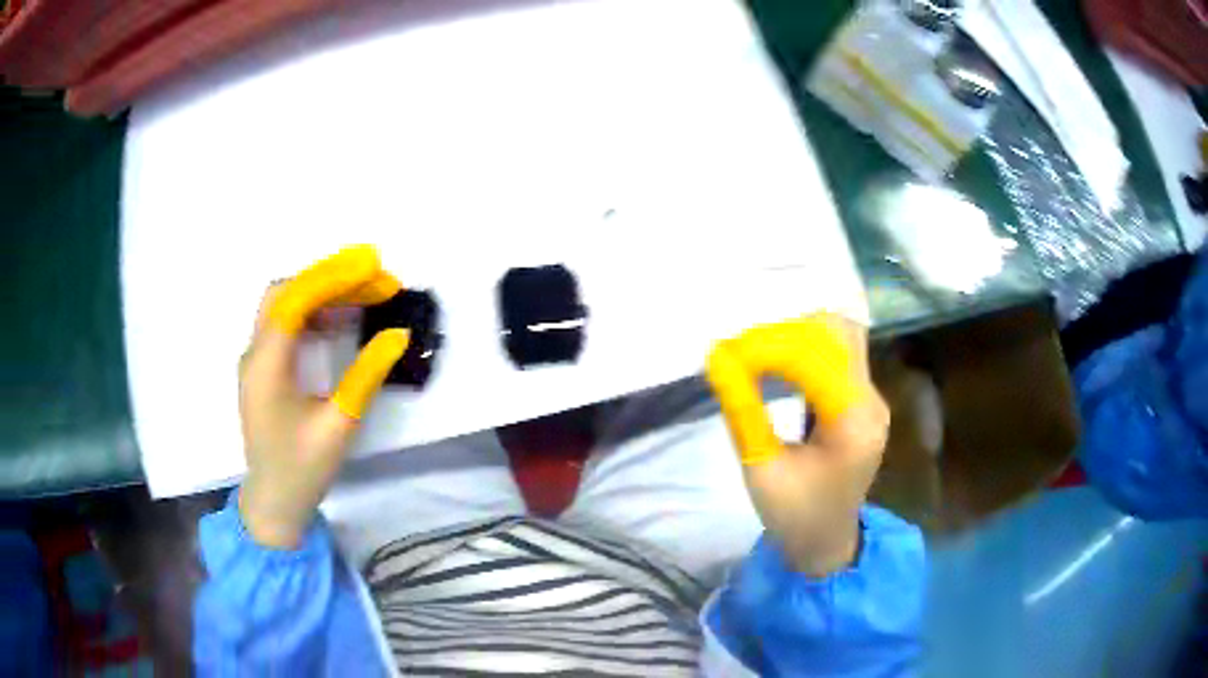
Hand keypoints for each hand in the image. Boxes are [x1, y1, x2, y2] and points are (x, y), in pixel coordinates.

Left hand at [239, 245, 409, 548]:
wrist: (273, 501)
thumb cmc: (303, 469)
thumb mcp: (340, 425)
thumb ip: (366, 376)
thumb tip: (397, 334)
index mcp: (266, 365)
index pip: (295, 300)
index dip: (333, 276)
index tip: (373, 265)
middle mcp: (255, 353)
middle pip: (287, 293)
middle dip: (330, 277)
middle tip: (375, 277)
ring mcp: (256, 359)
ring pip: (286, 305)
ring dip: (324, 292)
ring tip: (366, 293)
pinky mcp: (264, 368)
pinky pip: (287, 325)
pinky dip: (314, 312)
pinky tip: (341, 319)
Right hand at [707, 314, 888, 575]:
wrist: (827, 543)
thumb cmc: (794, 515)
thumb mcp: (761, 468)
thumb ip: (743, 410)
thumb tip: (718, 360)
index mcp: (854, 422)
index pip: (814, 358)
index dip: (767, 346)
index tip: (724, 352)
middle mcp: (871, 400)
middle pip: (836, 335)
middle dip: (785, 330)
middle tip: (740, 344)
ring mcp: (871, 397)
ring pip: (839, 338)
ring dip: (797, 332)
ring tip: (755, 346)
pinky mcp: (862, 399)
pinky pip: (838, 355)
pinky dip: (806, 346)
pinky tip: (776, 356)